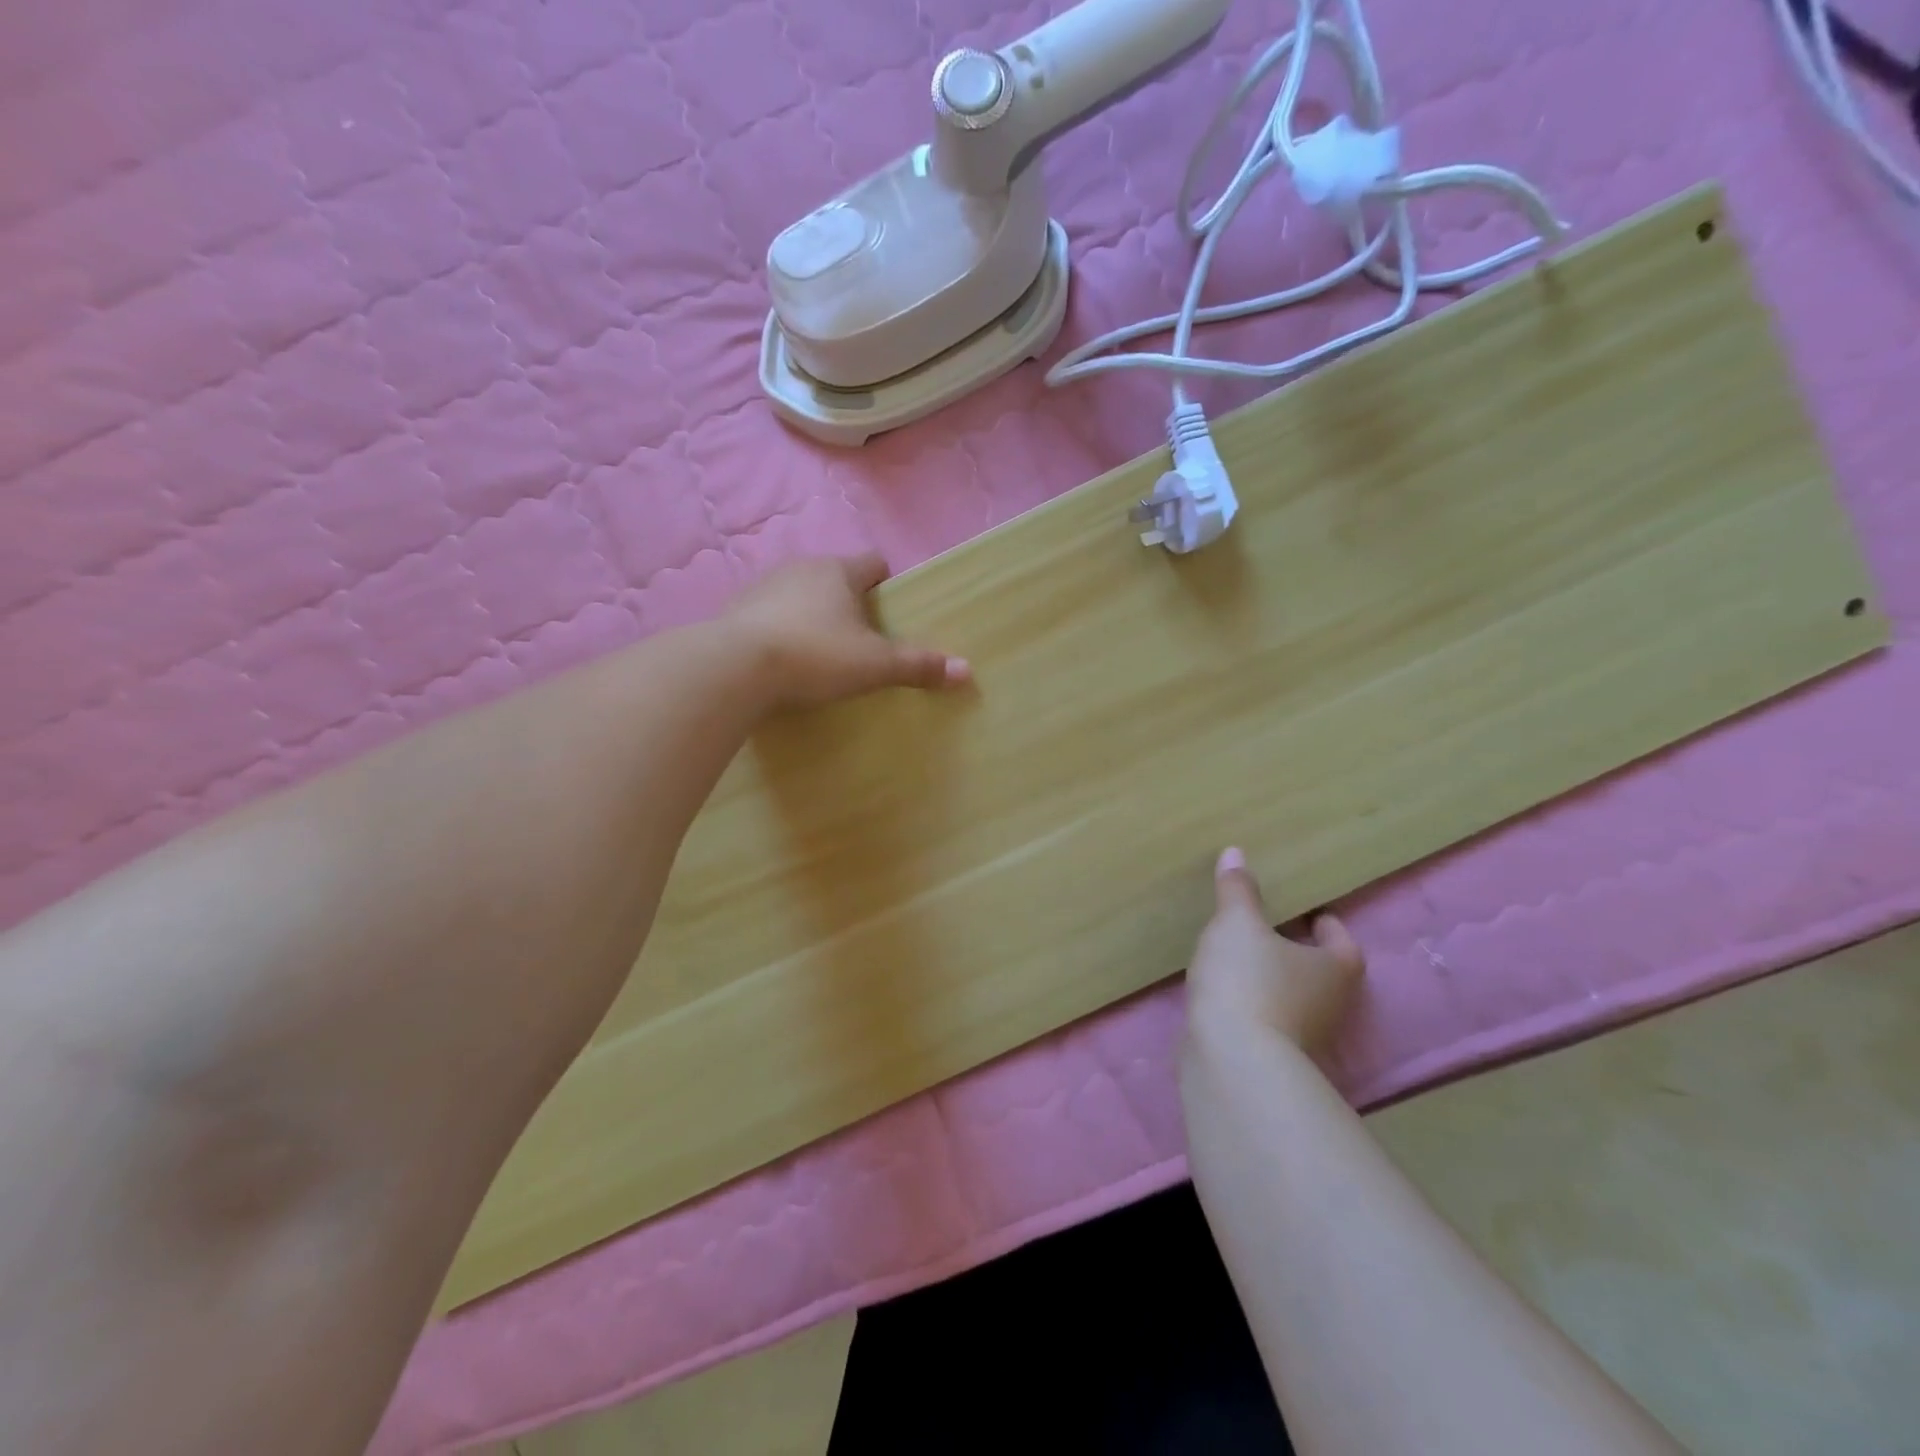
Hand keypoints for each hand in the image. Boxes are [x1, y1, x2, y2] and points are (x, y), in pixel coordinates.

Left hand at [724, 554, 970, 708]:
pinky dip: (778, 629)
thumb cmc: (815, 655)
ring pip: (799, 593)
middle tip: (860, 639)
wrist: (734, 667)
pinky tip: (780, 659)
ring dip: (811, 613)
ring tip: (819, 651)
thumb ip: (918, 666)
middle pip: (836, 577)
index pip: (874, 563)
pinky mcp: (734, 609)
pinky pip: (767, 614)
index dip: (887, 583)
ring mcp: (763, 586)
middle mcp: (801, 567)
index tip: (892, 609)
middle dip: (849, 602)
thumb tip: (966, 672)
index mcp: (839, 571)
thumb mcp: (873, 665)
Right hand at [1185, 847, 1363, 1056]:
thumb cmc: (1248, 979)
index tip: (1306, 912)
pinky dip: (1254, 1005)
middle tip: (1268, 929)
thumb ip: (1237, 890)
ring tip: (1242, 957)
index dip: (1326, 924)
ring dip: (1275, 981)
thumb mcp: (1237, 923)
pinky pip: (1268, 1020)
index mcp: (1335, 968)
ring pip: (1294, 998)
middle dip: (1298, 952)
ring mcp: (1306, 1038)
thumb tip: (1236, 853)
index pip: (1342, 941)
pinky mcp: (1274, 1058)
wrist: (1232, 1058)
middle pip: (1321, 972)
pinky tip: (1227, 992)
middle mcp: (1331, 1005)